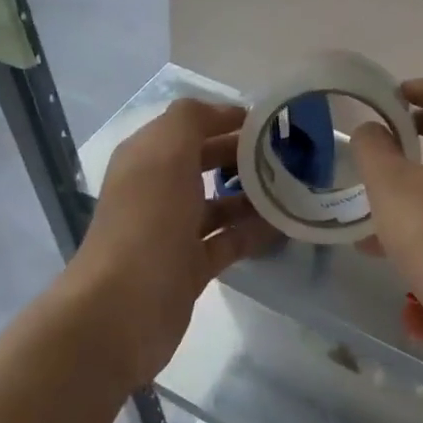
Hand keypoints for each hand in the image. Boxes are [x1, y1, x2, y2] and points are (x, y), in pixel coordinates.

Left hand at [69, 98, 278, 386]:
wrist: (125, 308)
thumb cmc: (148, 220)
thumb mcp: (166, 152)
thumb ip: (192, 119)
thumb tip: (226, 114)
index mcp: (147, 158)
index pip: (191, 126)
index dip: (228, 119)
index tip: (274, 124)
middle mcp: (157, 189)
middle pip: (206, 163)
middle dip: (245, 156)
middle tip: (293, 156)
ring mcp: (173, 230)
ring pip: (220, 203)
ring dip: (254, 195)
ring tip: (297, 188)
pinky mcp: (190, 266)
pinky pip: (228, 240)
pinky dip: (253, 232)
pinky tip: (286, 226)